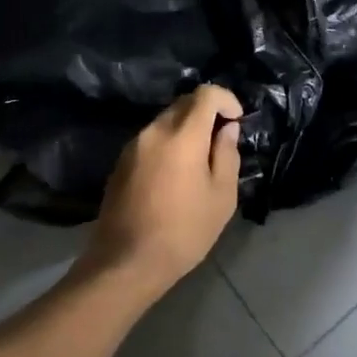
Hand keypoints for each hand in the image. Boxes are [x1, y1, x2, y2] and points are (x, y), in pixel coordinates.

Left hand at [90, 84, 242, 296]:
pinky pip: (151, 140)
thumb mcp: (221, 196)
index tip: (237, 120)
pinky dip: (168, 144)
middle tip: (221, 140)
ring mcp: (132, 146)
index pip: (205, 94)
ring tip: (200, 160)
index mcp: (181, 135)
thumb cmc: (184, 231)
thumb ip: (227, 154)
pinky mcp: (120, 163)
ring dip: (186, 129)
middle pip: (183, 104)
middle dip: (206, 113)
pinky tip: (175, 174)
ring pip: (165, 121)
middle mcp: (153, 131)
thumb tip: (226, 129)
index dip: (226, 99)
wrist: (126, 262)